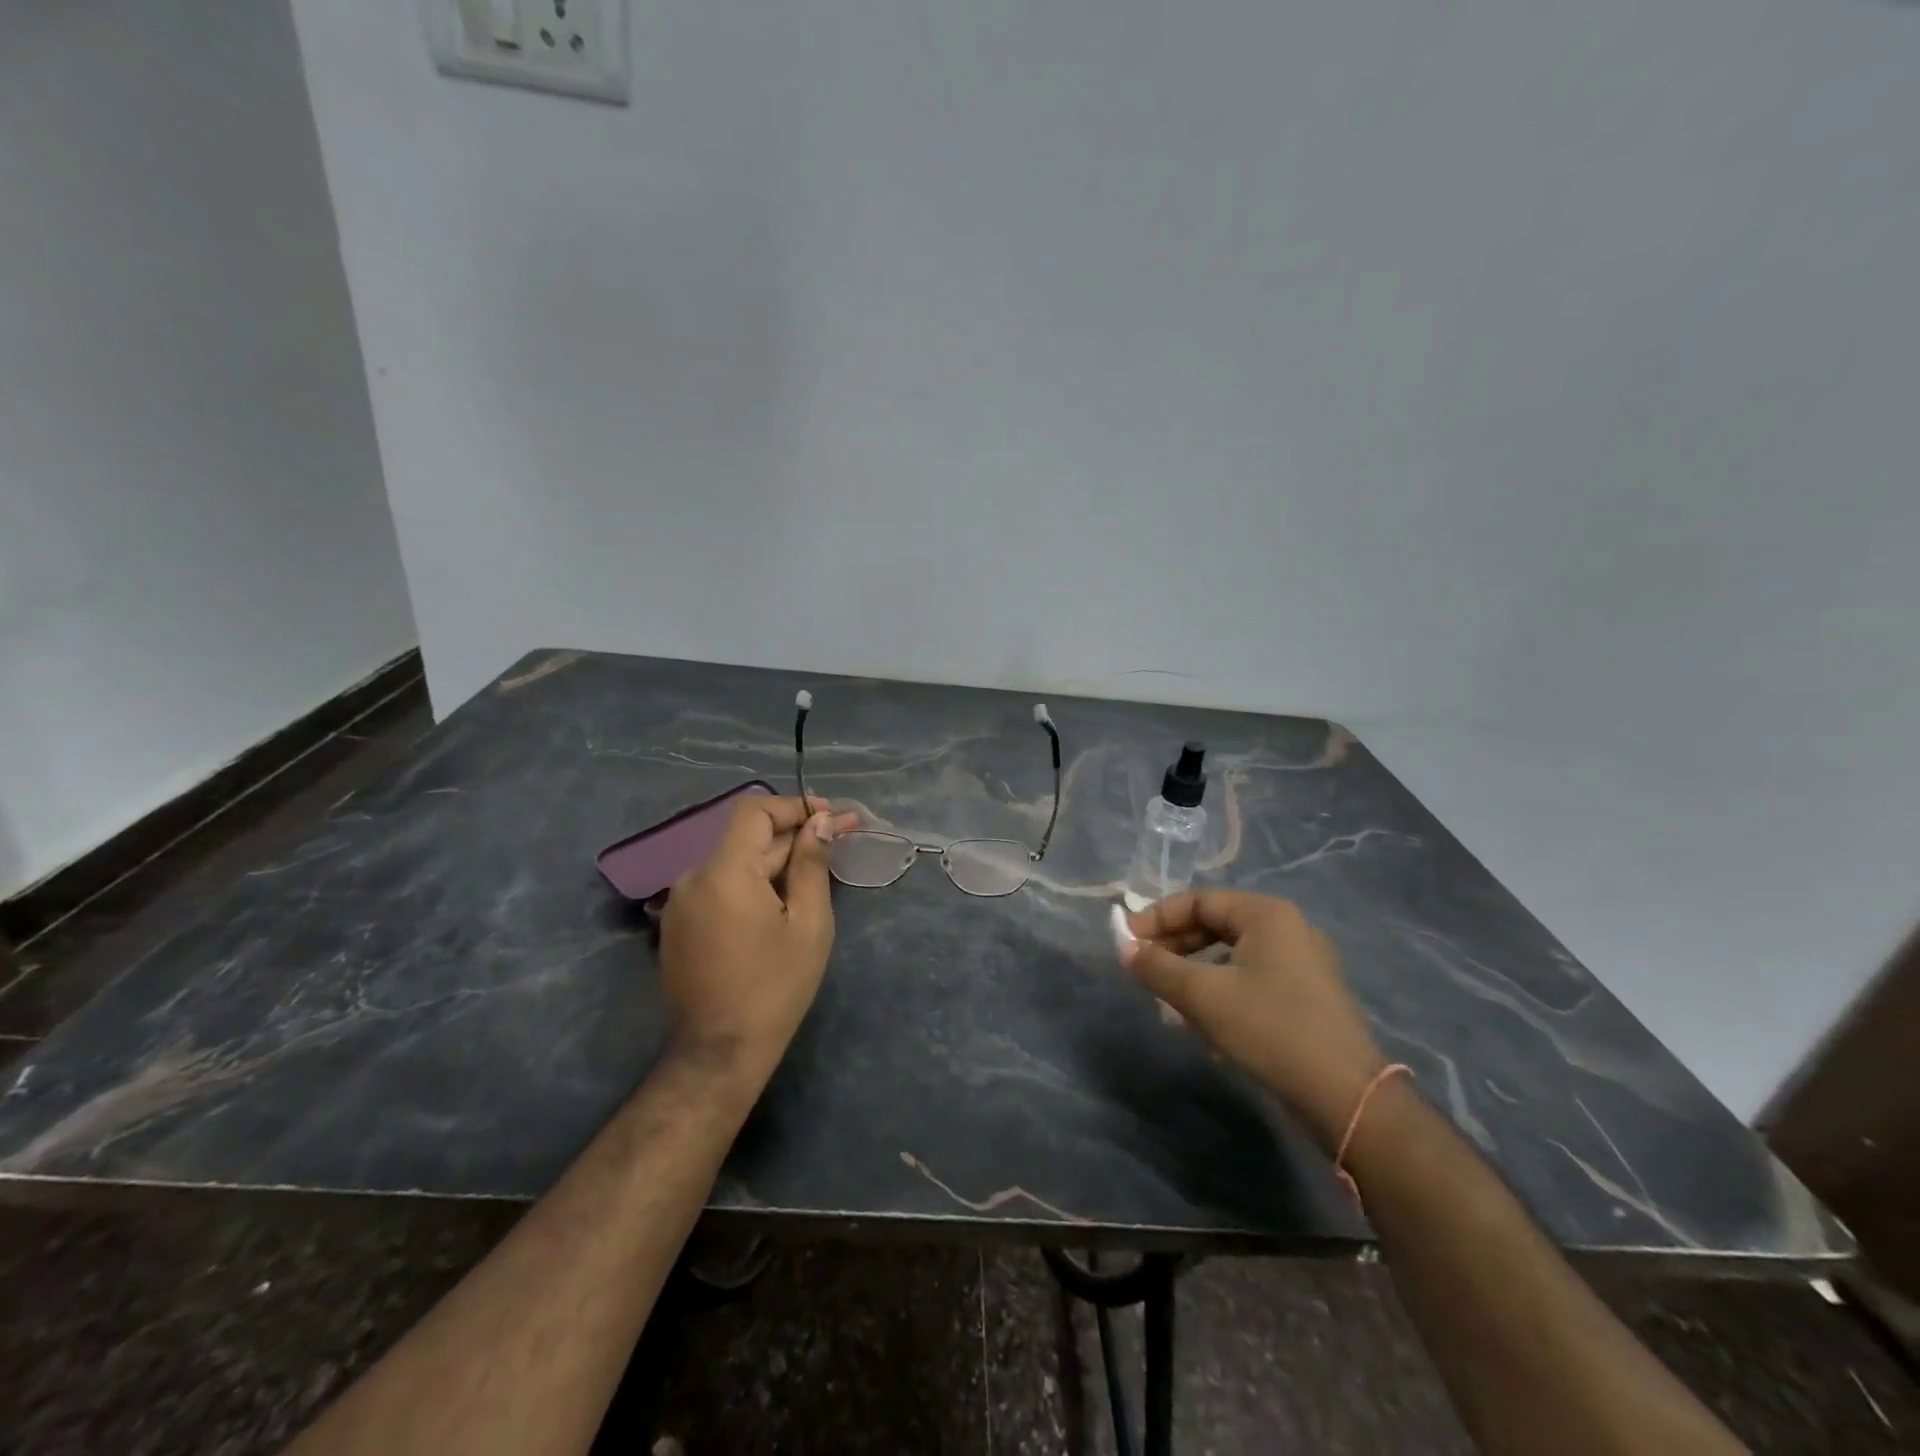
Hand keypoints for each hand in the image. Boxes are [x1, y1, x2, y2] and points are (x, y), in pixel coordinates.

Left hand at [658, 795, 859, 1086]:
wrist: (719, 1053)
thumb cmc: (775, 987)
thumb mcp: (808, 922)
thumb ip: (812, 864)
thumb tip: (820, 822)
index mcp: (725, 872)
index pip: (755, 810)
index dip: (795, 806)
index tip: (831, 817)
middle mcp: (694, 877)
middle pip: (748, 838)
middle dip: (795, 835)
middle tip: (841, 837)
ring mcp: (682, 903)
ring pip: (736, 863)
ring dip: (776, 860)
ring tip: (816, 873)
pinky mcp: (680, 925)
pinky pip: (721, 887)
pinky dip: (753, 883)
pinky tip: (782, 900)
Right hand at [1123, 891, 1386, 1151]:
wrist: (1345, 1097)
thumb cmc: (1269, 1029)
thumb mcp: (1203, 996)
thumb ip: (1157, 967)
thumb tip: (1123, 948)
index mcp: (1266, 914)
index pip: (1198, 901)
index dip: (1156, 918)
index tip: (1127, 942)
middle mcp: (1287, 929)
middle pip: (1215, 926)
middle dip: (1175, 948)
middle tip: (1144, 970)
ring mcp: (1302, 964)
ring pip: (1231, 957)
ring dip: (1194, 974)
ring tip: (1169, 1003)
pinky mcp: (1307, 997)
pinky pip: (1251, 980)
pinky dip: (1222, 993)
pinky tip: (1206, 1027)